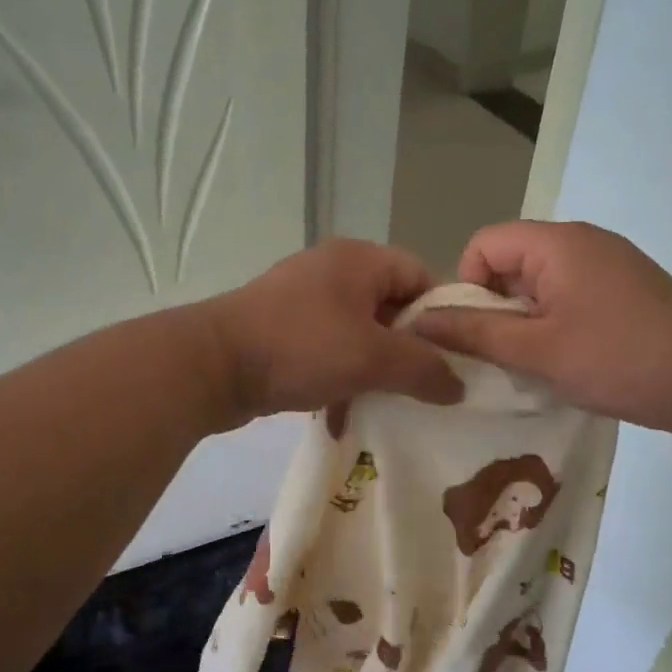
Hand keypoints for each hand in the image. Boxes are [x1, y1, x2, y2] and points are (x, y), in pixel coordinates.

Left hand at [203, 239, 463, 426]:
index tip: (456, 358)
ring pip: (359, 332)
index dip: (443, 316)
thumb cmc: (301, 347)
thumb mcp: (373, 358)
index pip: (420, 276)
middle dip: (409, 349)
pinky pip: (328, 349)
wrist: (212, 366)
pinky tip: (345, 412)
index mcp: (359, 259)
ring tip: (391, 404)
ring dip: (374, 368)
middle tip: (427, 387)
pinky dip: (341, 376)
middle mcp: (333, 270)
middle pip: (390, 306)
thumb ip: (424, 369)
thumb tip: (459, 386)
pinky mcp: (282, 330)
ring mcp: (303, 300)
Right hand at [411, 221, 671, 430]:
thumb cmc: (617, 358)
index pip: (484, 244)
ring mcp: (609, 262)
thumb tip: (420, 321)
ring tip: (535, 361)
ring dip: (526, 318)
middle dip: (496, 306)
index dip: (467, 285)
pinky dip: (556, 319)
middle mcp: (582, 240)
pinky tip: (569, 358)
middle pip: (512, 260)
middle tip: (502, 353)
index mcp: (556, 243)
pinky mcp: (626, 286)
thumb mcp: (536, 350)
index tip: (477, 332)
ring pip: (541, 281)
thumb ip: (475, 333)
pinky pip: (570, 292)